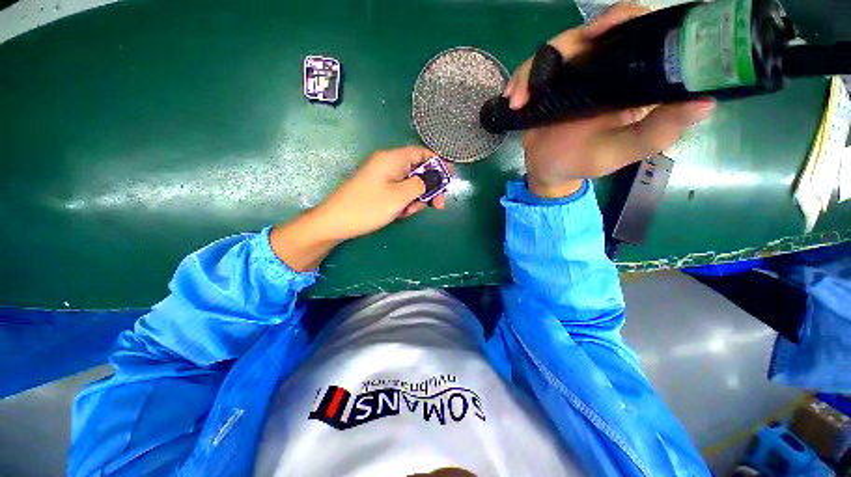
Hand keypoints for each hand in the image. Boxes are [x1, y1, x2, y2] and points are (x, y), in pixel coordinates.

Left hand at [270, 146, 448, 270]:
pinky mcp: (378, 190)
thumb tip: (434, 177)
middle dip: (428, 188)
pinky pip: (398, 193)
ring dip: (415, 199)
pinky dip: (403, 203)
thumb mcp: (400, 196)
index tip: (451, 176)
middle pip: (417, 171)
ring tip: (407, 212)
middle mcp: (388, 164)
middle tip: (437, 205)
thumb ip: (421, 184)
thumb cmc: (368, 207)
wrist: (335, 222)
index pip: (421, 153)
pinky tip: (399, 214)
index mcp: (392, 159)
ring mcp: (382, 178)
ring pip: (409, 185)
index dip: (438, 163)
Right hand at [504, 2, 715, 198]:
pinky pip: (533, 69)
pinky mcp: (549, 83)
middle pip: (591, 32)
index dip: (623, 21)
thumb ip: (656, 133)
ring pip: (556, 48)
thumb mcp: (620, 153)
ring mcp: (574, 75)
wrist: (547, 171)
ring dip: (531, 70)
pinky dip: (520, 81)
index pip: (638, 33)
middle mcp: (605, 70)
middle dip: (566, 44)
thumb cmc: (583, 163)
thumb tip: (706, 101)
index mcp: (631, 80)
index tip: (602, 32)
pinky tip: (513, 100)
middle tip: (547, 68)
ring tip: (518, 99)